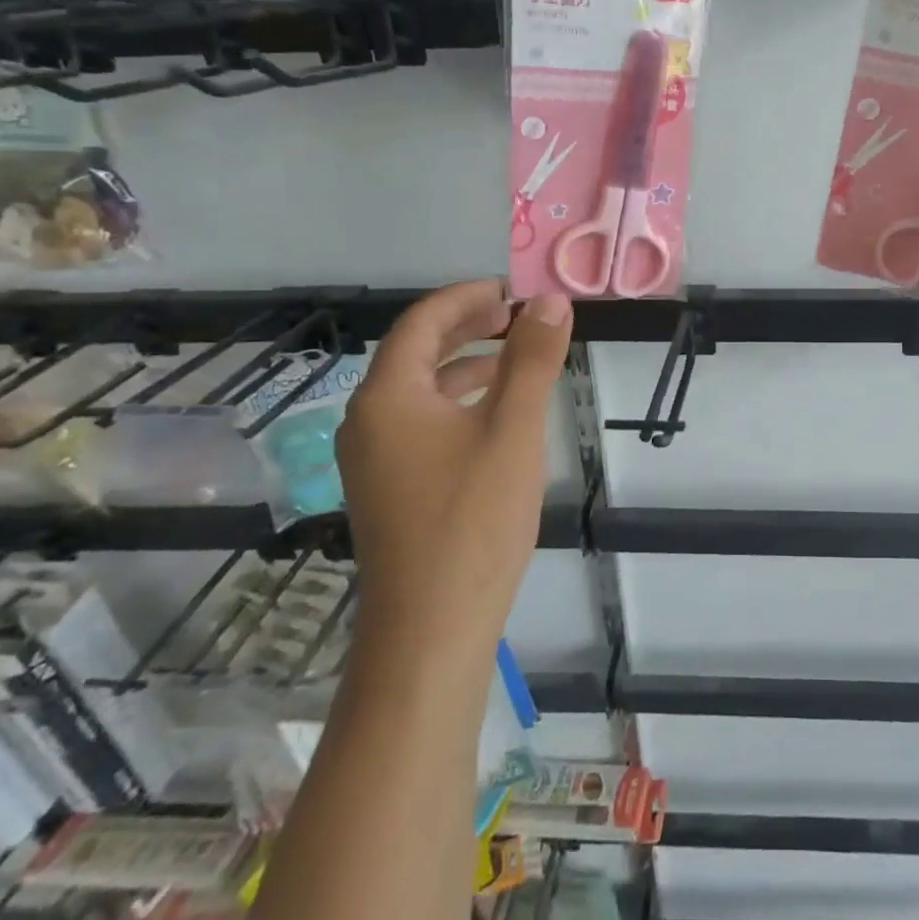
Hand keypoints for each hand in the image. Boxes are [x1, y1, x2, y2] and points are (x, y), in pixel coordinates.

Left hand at [335, 281, 572, 638]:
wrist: (432, 628)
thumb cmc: (473, 518)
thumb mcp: (513, 429)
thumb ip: (531, 359)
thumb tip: (550, 301)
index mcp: (387, 396)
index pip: (423, 322)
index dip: (469, 297)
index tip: (515, 291)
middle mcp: (368, 420)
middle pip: (416, 352)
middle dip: (468, 326)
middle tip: (518, 316)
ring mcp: (374, 458)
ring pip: (421, 390)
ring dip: (467, 364)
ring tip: (516, 358)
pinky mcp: (390, 488)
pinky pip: (423, 423)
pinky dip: (460, 403)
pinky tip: (497, 417)